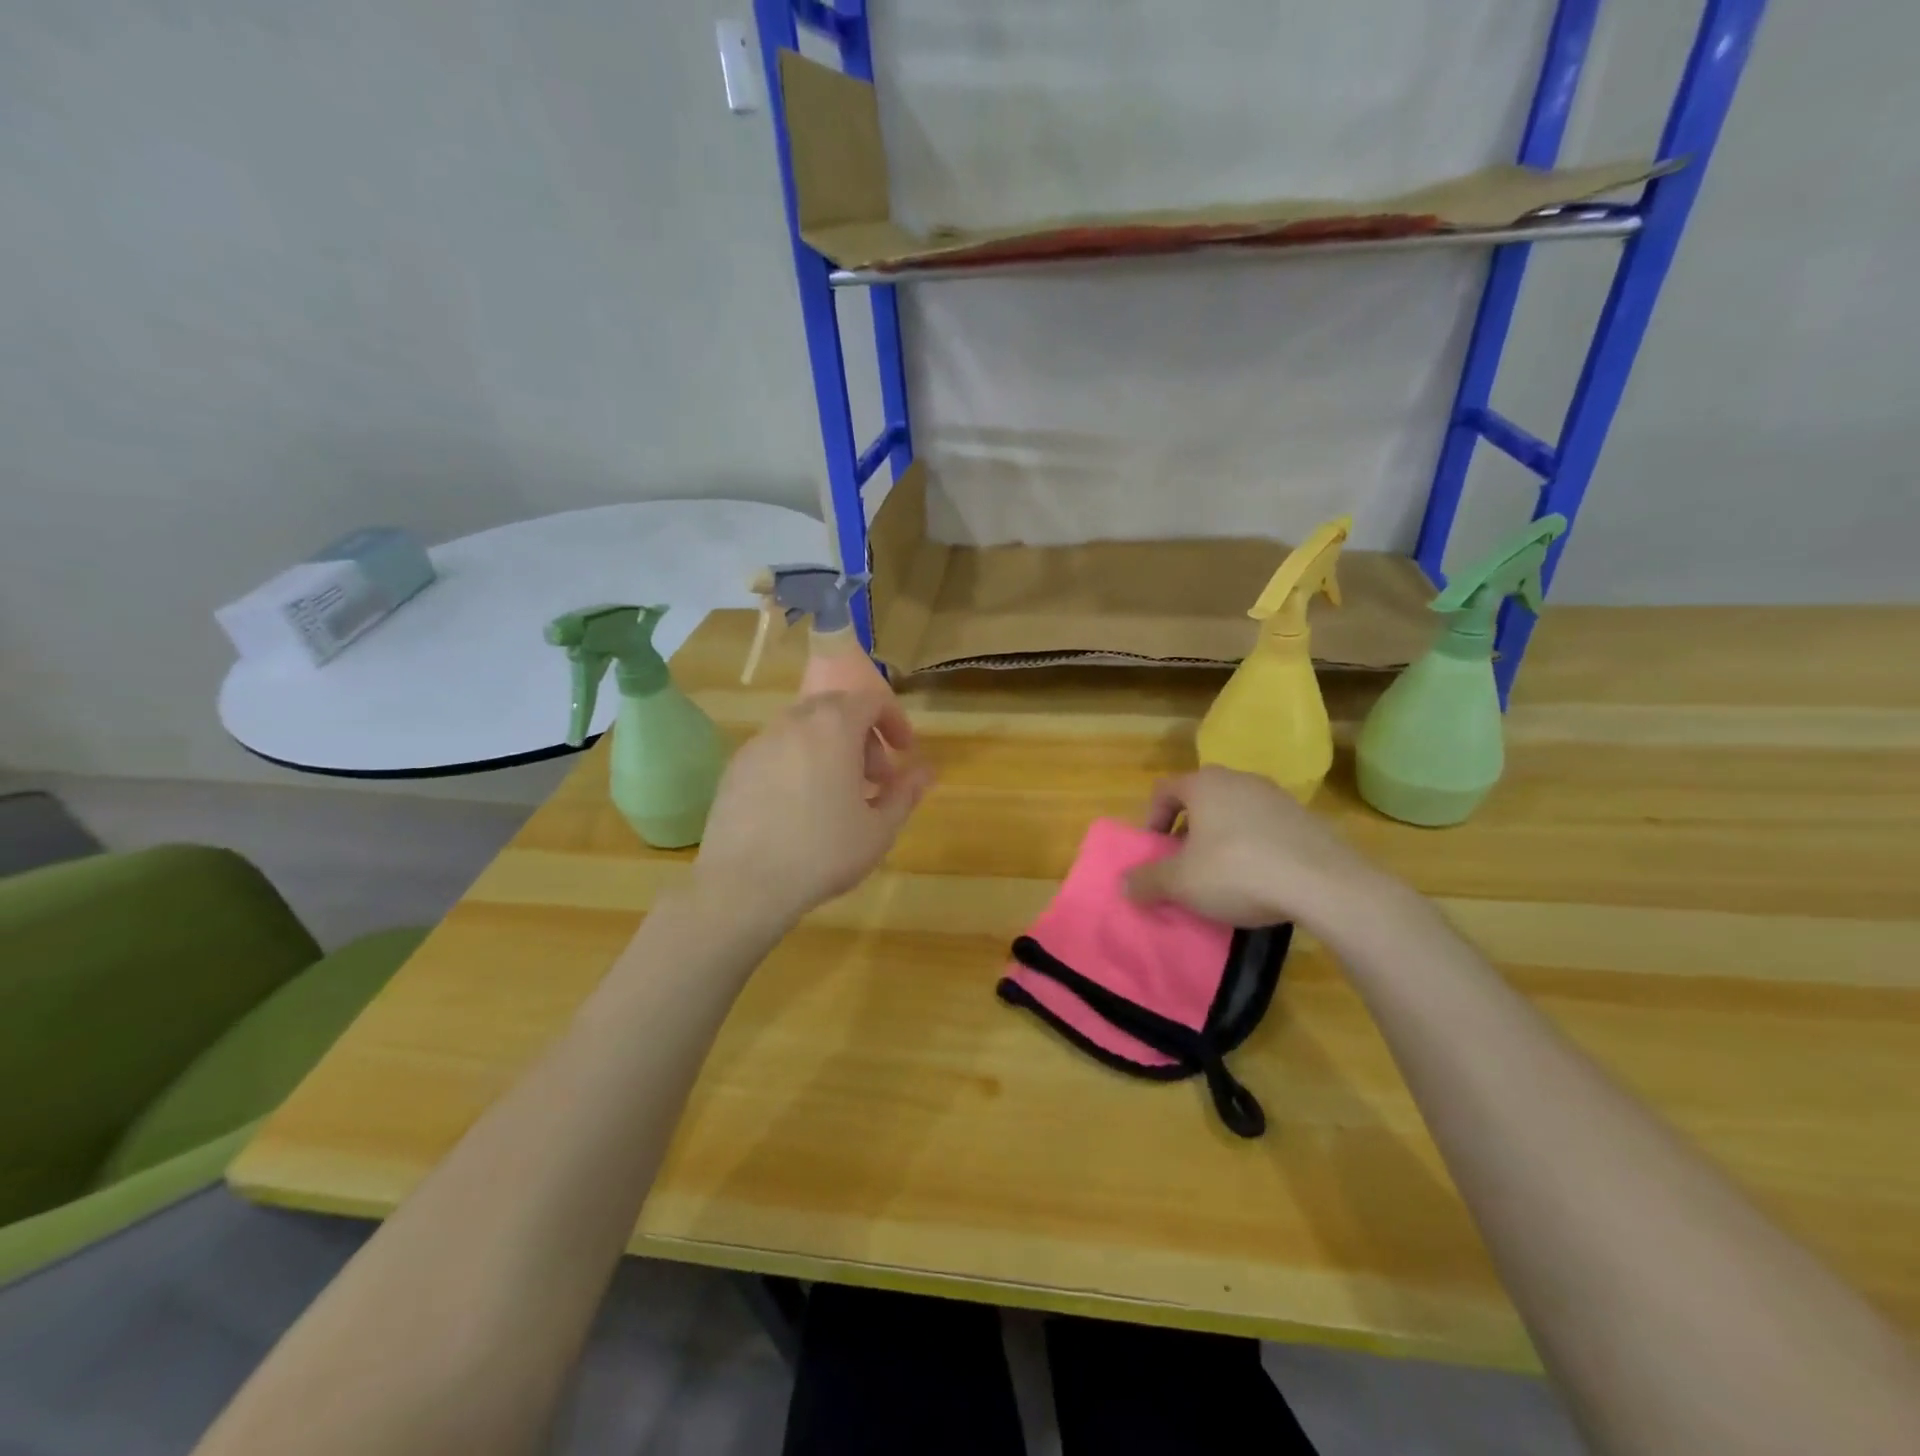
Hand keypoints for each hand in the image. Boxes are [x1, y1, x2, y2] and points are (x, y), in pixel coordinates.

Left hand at [693, 693, 933, 922]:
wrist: (743, 884)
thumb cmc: (823, 852)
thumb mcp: (879, 828)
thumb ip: (905, 792)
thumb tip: (925, 771)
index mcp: (834, 727)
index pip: (871, 700)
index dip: (894, 721)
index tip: (904, 752)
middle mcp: (794, 723)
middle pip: (836, 709)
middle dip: (862, 736)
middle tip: (875, 778)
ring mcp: (759, 743)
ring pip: (804, 729)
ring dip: (830, 749)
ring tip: (838, 795)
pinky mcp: (735, 767)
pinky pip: (778, 751)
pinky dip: (799, 763)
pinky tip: (800, 808)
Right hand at [1123, 766, 1395, 934]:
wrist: (1324, 884)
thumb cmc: (1237, 872)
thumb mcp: (1181, 883)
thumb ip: (1147, 881)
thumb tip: (1124, 884)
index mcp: (1204, 785)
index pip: (1164, 790)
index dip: (1152, 818)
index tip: (1155, 849)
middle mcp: (1239, 779)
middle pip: (1201, 799)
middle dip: (1188, 829)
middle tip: (1185, 862)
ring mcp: (1276, 796)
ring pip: (1235, 811)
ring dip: (1221, 837)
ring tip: (1222, 873)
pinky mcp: (1306, 818)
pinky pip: (1266, 827)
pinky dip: (1254, 845)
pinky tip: (1260, 878)